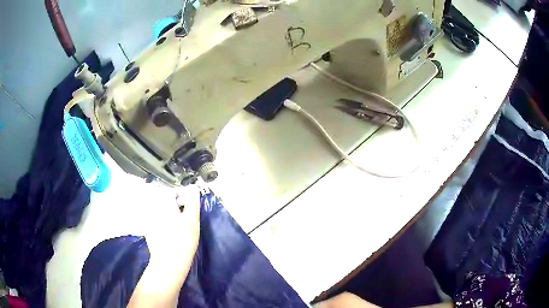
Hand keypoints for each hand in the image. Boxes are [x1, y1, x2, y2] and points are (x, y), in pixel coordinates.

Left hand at [128, 184, 201, 307]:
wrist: (169, 263)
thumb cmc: (183, 241)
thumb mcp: (192, 220)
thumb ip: (192, 202)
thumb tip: (193, 187)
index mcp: (163, 204)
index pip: (173, 192)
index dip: (183, 199)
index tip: (190, 211)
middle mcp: (153, 209)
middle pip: (166, 201)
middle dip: (176, 207)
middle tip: (186, 221)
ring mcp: (149, 220)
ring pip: (162, 211)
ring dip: (170, 215)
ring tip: (179, 228)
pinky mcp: (149, 230)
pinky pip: (158, 221)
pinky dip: (164, 224)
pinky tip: (171, 235)